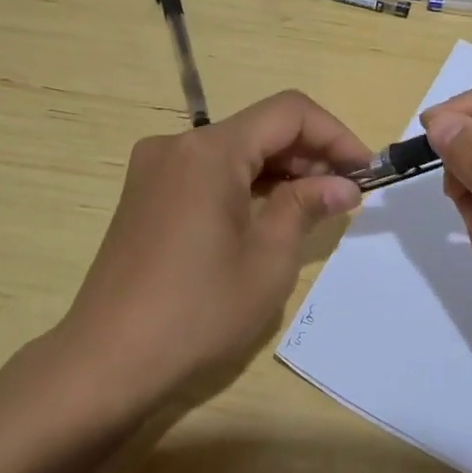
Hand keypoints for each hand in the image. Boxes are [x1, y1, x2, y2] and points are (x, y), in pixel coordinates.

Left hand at [54, 91, 369, 413]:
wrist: (107, 360)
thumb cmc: (197, 311)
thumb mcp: (268, 259)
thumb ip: (306, 206)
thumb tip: (343, 185)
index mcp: (209, 151)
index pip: (288, 112)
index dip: (334, 134)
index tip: (364, 171)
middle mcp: (178, 145)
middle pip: (259, 128)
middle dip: (308, 153)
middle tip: (345, 194)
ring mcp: (155, 169)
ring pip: (233, 150)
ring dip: (279, 170)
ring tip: (314, 207)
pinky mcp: (146, 194)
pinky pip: (207, 173)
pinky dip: (245, 185)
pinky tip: (268, 216)